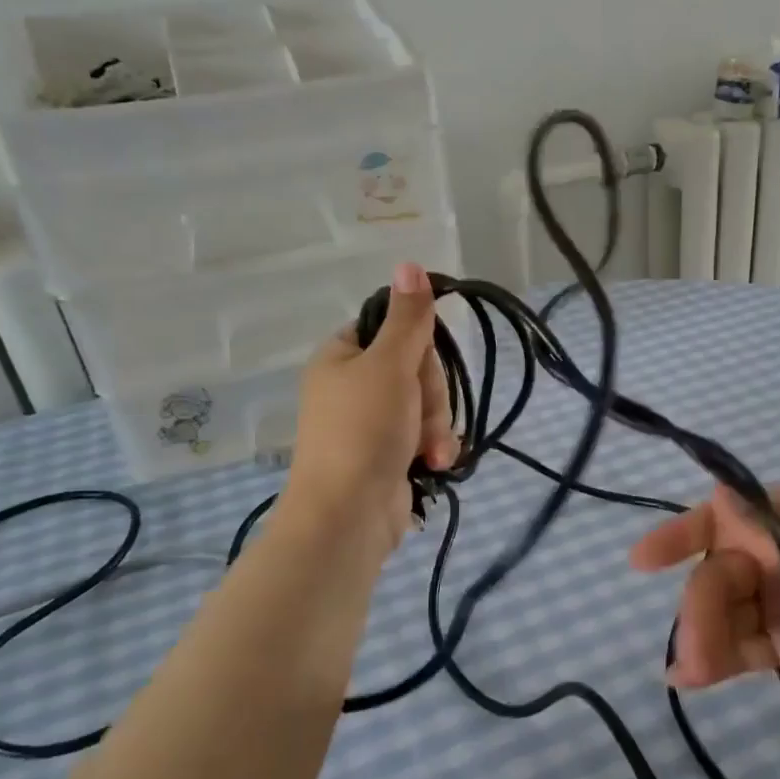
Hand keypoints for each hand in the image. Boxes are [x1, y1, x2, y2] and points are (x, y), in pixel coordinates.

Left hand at [284, 262, 456, 547]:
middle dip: (431, 395)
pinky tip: (433, 463)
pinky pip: (426, 435)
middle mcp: (354, 385)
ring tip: (429, 451)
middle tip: (421, 416)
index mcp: (342, 356)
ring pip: (427, 404)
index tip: (421, 362)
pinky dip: (434, 448)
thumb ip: (408, 318)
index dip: (417, 344)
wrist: (348, 515)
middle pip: (416, 367)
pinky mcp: (389, 455)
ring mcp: (372, 423)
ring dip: (437, 426)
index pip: (393, 328)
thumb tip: (409, 263)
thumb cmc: (364, 430)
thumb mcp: (390, 365)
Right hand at [629, 484, 779, 709]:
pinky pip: (743, 647)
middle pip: (720, 574)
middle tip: (692, 646)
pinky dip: (717, 659)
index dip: (683, 535)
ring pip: (726, 614)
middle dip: (699, 606)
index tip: (645, 559)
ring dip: (703, 638)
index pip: (724, 519)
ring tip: (693, 671)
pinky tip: (691, 678)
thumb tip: (719, 498)